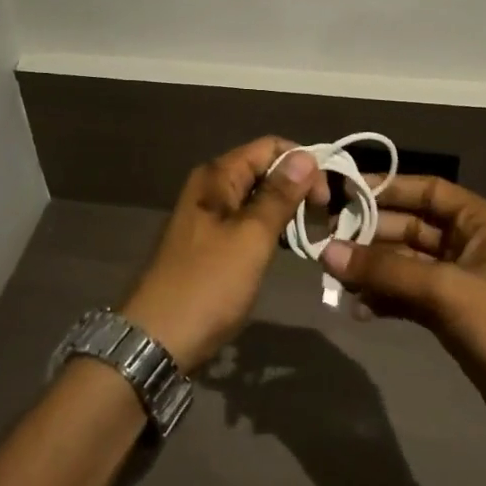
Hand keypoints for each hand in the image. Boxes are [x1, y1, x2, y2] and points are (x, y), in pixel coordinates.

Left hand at [120, 137, 328, 371]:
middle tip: (326, 217)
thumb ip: (279, 196)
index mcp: (217, 176)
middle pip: (264, 169)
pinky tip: (289, 246)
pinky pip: (249, 222)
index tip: (326, 196)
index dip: (302, 163)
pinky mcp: (212, 243)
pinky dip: (272, 228)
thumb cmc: (208, 284)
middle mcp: (211, 187)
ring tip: (315, 231)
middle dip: (297, 186)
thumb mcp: (251, 237)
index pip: (269, 147)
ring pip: (258, 197)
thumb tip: (306, 156)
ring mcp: (210, 216)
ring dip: (287, 209)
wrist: (159, 338)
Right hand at [321, 177, 485, 443]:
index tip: (344, 191)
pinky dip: (384, 298)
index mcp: (481, 224)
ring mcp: (457, 282)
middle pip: (410, 226)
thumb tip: (326, 252)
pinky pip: (407, 295)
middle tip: (326, 240)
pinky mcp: (448, 316)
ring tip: (335, 277)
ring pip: (404, 263)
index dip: (388, 188)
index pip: (428, 190)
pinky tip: (358, 307)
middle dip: (370, 233)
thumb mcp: (448, 290)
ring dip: (372, 269)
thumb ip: (387, 270)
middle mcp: (468, 245)